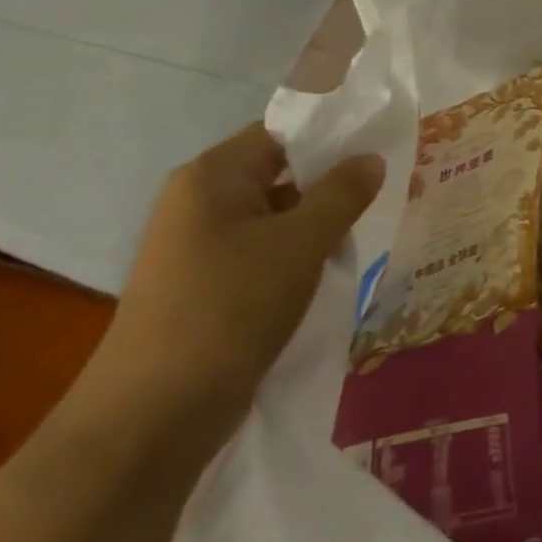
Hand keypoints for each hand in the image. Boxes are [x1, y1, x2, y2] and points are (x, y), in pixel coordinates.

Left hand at [101, 124, 385, 423]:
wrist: (157, 409)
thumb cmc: (232, 306)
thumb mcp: (301, 243)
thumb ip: (342, 194)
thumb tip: (371, 158)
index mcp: (212, 176)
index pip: (280, 132)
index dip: (331, 136)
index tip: (380, 150)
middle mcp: (199, 201)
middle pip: (278, 172)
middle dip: (331, 183)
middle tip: (384, 194)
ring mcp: (199, 246)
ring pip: (274, 215)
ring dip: (318, 222)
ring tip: (364, 233)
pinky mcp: (206, 284)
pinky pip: (262, 251)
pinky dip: (297, 253)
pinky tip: (329, 270)